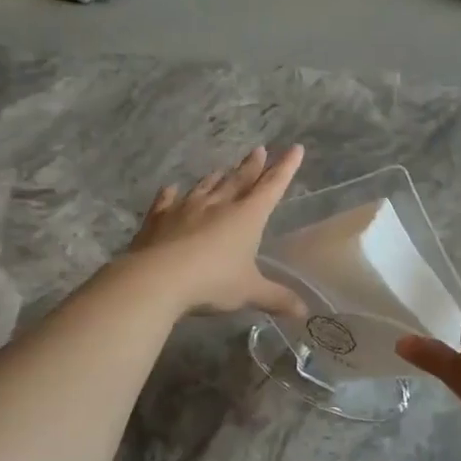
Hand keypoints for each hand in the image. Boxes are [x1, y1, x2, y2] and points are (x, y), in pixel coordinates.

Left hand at [126, 146, 307, 317]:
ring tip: (222, 169)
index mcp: (246, 216)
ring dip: (216, 177)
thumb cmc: (212, 281)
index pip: (272, 186)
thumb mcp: (249, 291)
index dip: (285, 168)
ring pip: (205, 187)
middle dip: (252, 166)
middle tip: (259, 150)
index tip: (295, 149)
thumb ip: (276, 298)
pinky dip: (169, 194)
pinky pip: (166, 202)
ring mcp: (185, 208)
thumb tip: (304, 312)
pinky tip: (170, 189)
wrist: (156, 279)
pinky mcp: (158, 219)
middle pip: (239, 180)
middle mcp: (218, 205)